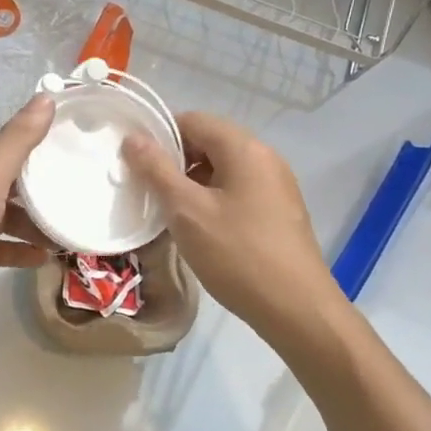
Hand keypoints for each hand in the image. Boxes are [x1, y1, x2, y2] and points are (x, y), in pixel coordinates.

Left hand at [0, 94, 55, 355]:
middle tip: (82, 198)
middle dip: (44, 190)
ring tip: (71, 234)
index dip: (42, 150)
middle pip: (11, 183)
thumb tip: (47, 97)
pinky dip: (21, 249)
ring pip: (7, 217)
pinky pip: (0, 246)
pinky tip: (46, 259)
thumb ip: (17, 141)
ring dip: (36, 224)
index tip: (80, 156)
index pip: (10, 147)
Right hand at [122, 111, 340, 342]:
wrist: (297, 310)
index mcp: (244, 148)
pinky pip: (238, 190)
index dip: (160, 136)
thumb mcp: (187, 211)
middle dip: (175, 161)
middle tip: (148, 189)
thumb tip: (133, 138)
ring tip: (169, 212)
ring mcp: (277, 185)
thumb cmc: (237, 254)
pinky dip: (213, 199)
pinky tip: (199, 229)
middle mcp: (265, 158)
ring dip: (192, 182)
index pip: (193, 120)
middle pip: (209, 142)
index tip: (136, 163)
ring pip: (223, 168)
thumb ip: (157, 170)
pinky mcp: (280, 211)